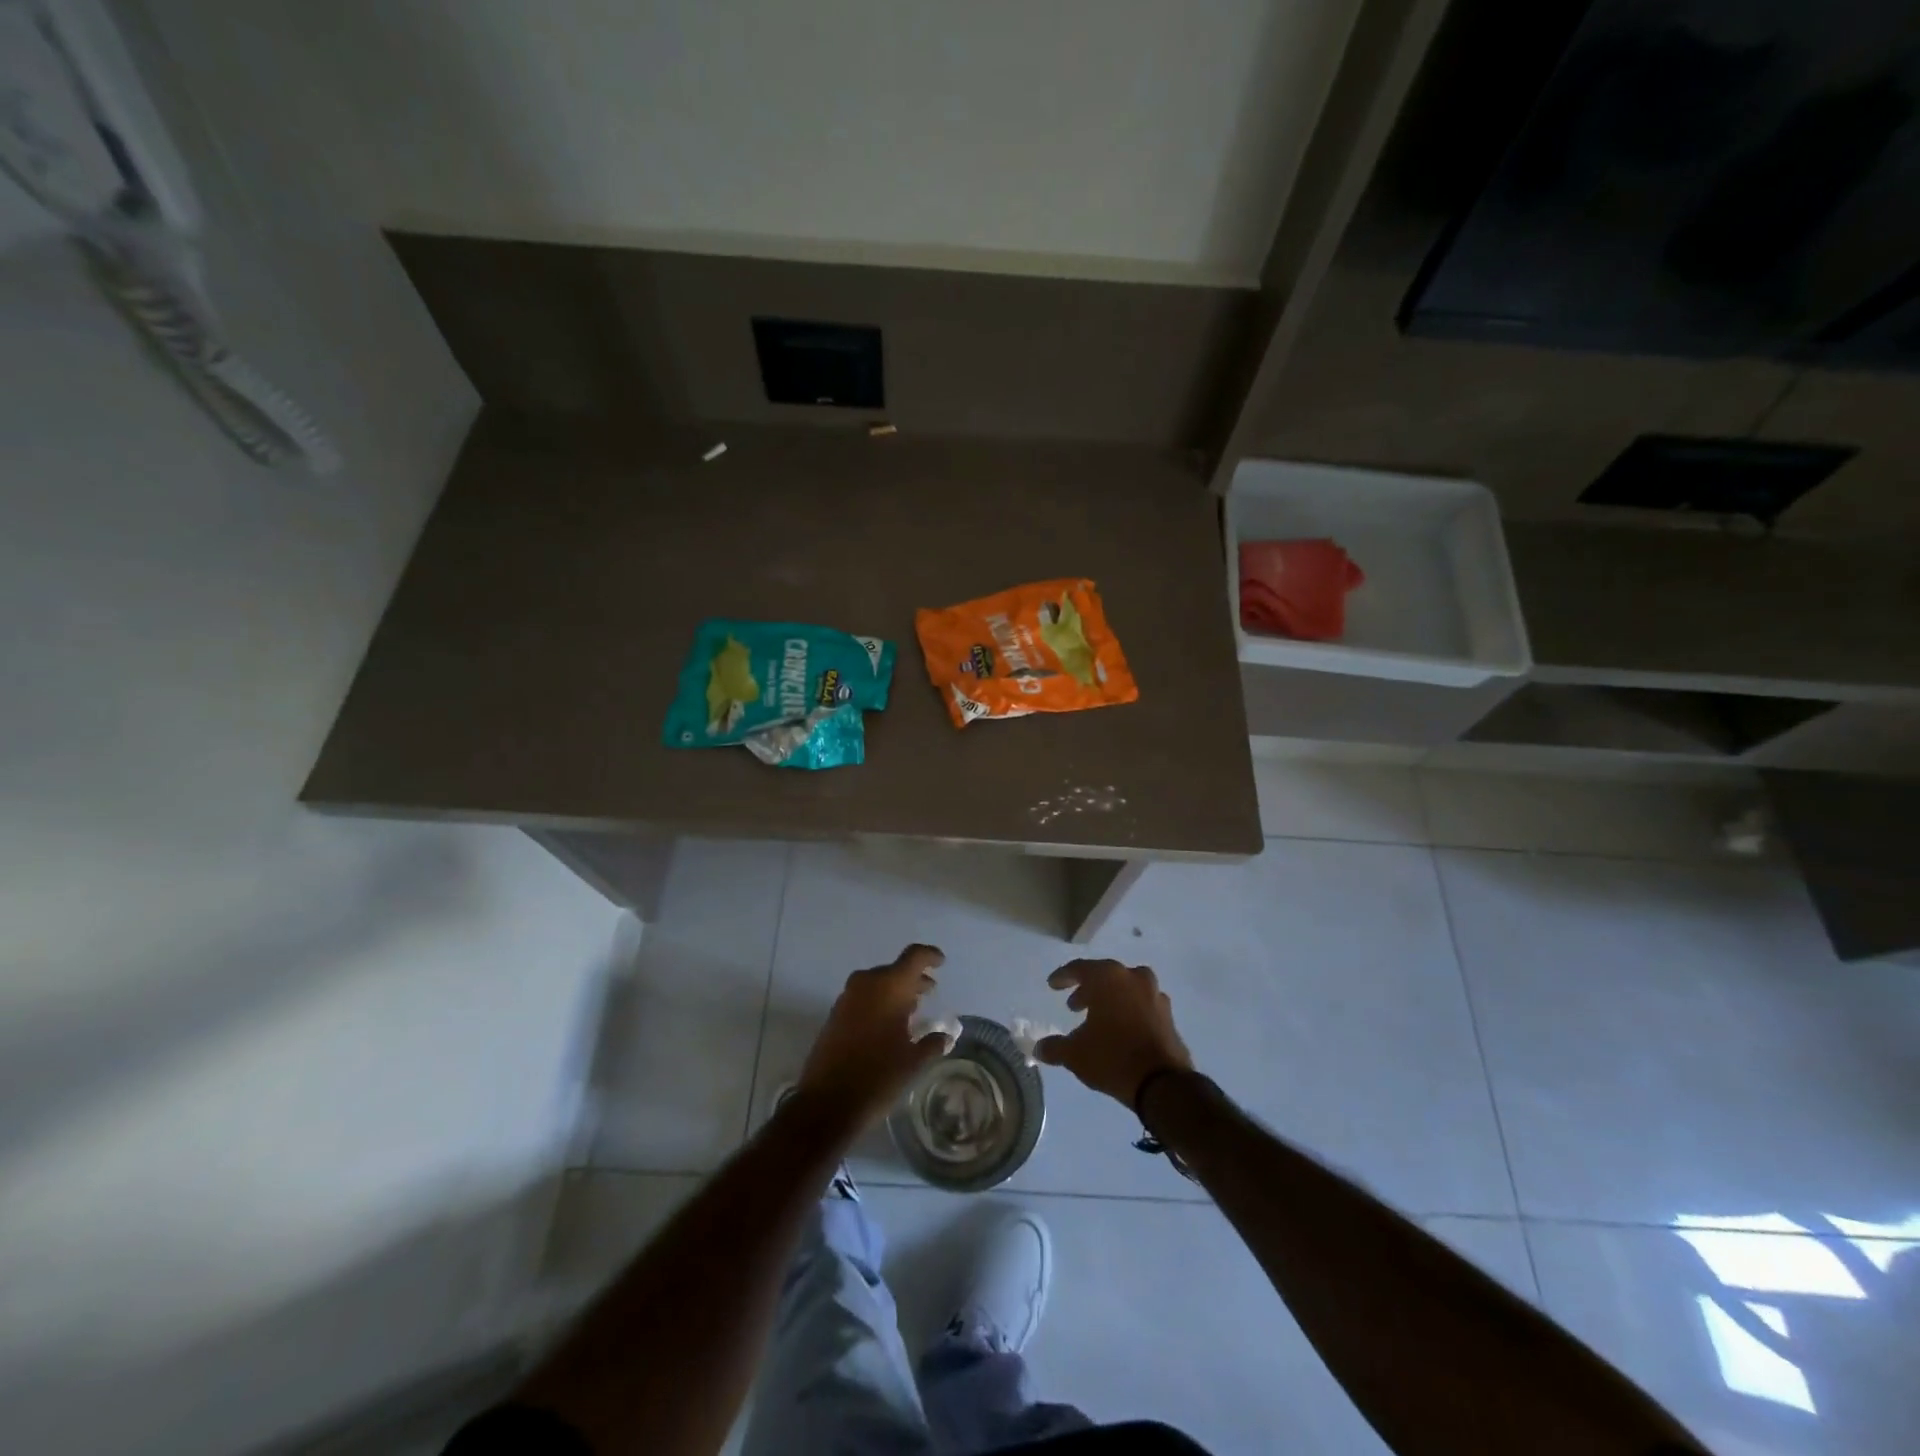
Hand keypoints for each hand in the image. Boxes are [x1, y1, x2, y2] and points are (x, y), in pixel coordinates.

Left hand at [795, 944, 949, 1129]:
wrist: (827, 1103)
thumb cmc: (877, 1077)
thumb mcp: (913, 1062)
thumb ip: (932, 1043)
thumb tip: (945, 1036)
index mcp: (889, 987)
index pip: (914, 956)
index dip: (930, 956)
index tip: (941, 963)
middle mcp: (867, 984)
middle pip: (895, 970)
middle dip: (913, 979)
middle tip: (929, 991)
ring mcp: (847, 998)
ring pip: (877, 983)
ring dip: (895, 991)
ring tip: (912, 1009)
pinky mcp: (835, 1014)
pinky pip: (863, 997)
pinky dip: (878, 1002)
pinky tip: (888, 1024)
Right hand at [1034, 958, 1193, 1106]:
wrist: (1162, 1082)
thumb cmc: (1112, 1057)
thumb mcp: (1075, 1054)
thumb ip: (1054, 1047)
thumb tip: (1039, 1048)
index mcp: (1108, 978)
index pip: (1079, 968)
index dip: (1063, 977)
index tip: (1052, 985)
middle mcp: (1133, 978)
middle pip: (1105, 976)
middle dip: (1088, 989)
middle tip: (1074, 1005)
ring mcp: (1154, 995)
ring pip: (1127, 988)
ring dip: (1111, 998)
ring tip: (1099, 1018)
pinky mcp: (1168, 1015)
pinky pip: (1142, 1004)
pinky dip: (1130, 1010)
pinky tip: (1122, 1029)